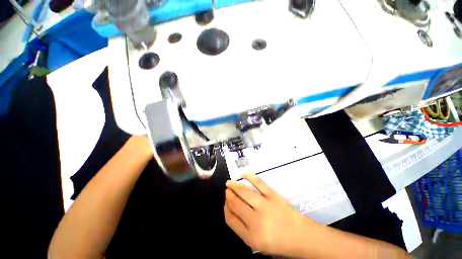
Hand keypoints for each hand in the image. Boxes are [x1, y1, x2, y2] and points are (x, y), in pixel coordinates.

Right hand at [224, 174, 311, 255]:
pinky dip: (248, 176)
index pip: (230, 219)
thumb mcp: (257, 244)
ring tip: (230, 183)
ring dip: (234, 185)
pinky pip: (258, 183)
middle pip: (235, 204)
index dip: (225, 209)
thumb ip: (243, 229)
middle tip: (227, 190)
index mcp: (251, 238)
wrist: (301, 237)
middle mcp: (256, 222)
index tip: (225, 203)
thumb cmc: (279, 243)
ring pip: (244, 192)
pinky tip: (242, 175)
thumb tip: (232, 210)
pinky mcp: (273, 196)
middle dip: (228, 195)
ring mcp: (265, 206)